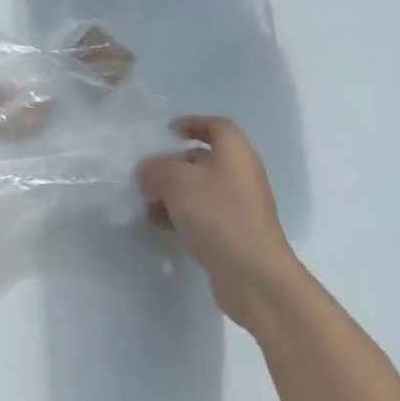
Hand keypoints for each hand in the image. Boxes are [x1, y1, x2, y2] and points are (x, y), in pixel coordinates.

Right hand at [135, 116, 302, 325]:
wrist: (254, 276)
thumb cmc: (218, 216)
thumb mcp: (177, 182)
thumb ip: (155, 169)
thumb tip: (146, 172)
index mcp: (235, 153)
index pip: (216, 126)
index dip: (192, 123)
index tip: (167, 131)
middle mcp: (240, 175)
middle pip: (204, 159)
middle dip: (172, 164)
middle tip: (147, 174)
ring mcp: (238, 207)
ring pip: (199, 189)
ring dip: (171, 193)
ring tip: (145, 203)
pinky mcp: (232, 234)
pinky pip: (202, 215)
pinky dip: (180, 215)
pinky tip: (157, 225)